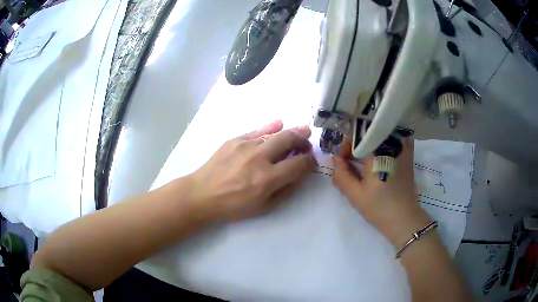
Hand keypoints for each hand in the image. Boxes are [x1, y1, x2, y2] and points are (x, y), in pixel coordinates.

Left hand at [188, 120, 316, 220]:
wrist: (202, 194)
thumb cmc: (233, 205)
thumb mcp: (263, 207)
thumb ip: (285, 190)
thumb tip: (299, 174)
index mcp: (267, 178)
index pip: (299, 164)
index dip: (310, 161)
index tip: (311, 161)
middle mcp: (259, 157)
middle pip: (289, 139)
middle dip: (304, 140)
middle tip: (307, 143)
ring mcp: (246, 145)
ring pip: (275, 133)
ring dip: (292, 132)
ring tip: (301, 131)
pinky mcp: (235, 140)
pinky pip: (257, 130)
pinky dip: (271, 127)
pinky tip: (279, 124)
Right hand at [331, 138, 430, 246]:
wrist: (404, 218)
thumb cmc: (379, 208)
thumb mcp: (355, 194)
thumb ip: (341, 175)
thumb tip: (335, 158)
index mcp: (379, 152)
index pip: (358, 135)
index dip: (347, 145)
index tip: (342, 159)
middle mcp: (393, 144)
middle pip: (370, 132)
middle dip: (357, 144)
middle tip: (350, 160)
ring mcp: (403, 148)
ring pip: (383, 134)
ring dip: (371, 142)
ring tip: (364, 158)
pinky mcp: (409, 155)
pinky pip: (396, 139)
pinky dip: (385, 143)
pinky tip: (380, 155)